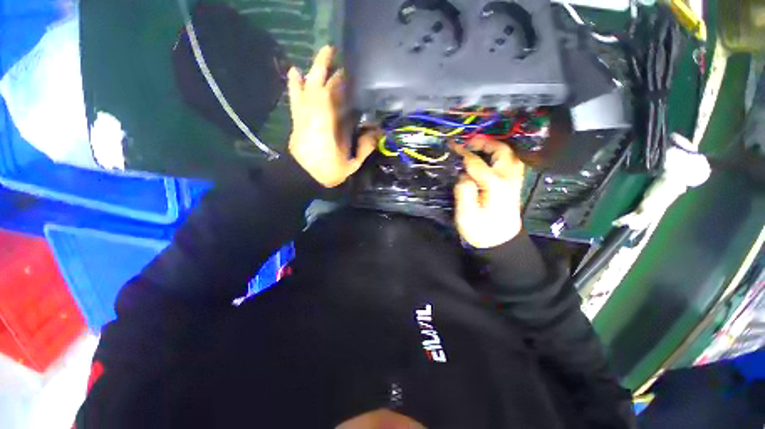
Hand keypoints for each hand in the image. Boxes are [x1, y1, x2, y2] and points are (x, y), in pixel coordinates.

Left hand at [287, 46, 375, 187]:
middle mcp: (315, 116)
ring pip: (307, 89)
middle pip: (320, 88)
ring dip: (314, 71)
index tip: (349, 71)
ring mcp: (304, 117)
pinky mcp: (298, 120)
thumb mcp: (351, 165)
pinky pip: (296, 98)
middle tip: (335, 52)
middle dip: (326, 69)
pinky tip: (295, 72)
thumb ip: (364, 149)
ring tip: (322, 55)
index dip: (340, 83)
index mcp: (330, 126)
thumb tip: (377, 133)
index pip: (334, 98)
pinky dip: (295, 85)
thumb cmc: (327, 172)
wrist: (303, 178)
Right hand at [454, 137, 524, 248]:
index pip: (477, 162)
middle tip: (469, 142)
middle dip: (485, 143)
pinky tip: (491, 159)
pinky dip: (502, 156)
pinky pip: (512, 164)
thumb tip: (463, 176)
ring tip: (480, 148)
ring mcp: (514, 182)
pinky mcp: (514, 187)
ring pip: (511, 156)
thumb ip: (464, 192)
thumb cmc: (481, 231)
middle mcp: (508, 180)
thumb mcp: (466, 215)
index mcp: (494, 185)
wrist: (500, 243)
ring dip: (496, 148)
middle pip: (502, 152)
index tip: (453, 145)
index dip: (464, 152)